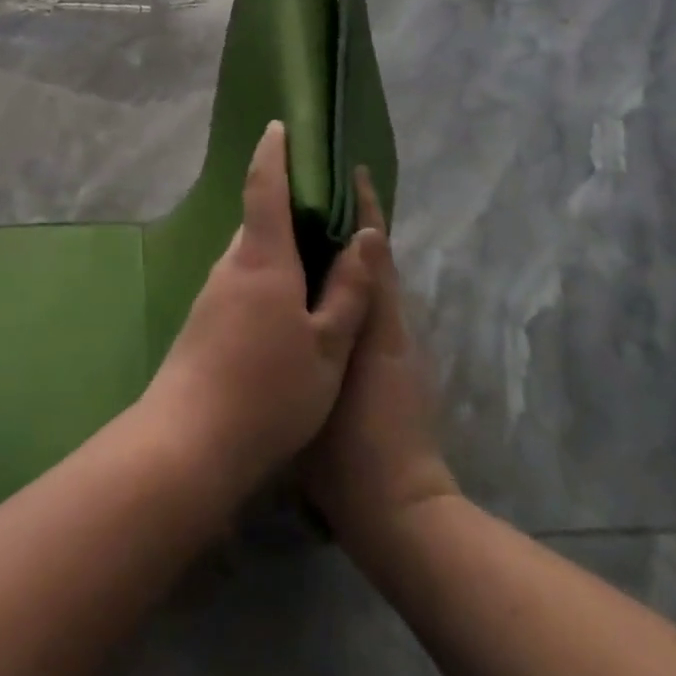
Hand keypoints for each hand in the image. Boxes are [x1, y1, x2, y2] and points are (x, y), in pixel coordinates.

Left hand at [140, 121, 376, 510]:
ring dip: (277, 244)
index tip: (280, 126)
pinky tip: (287, 304)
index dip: (273, 153)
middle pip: (258, 220)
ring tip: (314, 254)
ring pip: (250, 254)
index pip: (265, 187)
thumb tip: (364, 235)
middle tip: (323, 204)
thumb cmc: (268, 392)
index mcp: (262, 260)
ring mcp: (212, 294)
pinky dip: (266, 274)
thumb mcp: (328, 348)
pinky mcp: (203, 321)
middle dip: (286, 205)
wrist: (187, 444)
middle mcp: (231, 266)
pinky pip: (241, 280)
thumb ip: (348, 290)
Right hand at [306, 171, 458, 553]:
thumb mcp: (369, 355)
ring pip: (349, 289)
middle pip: (364, 262)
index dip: (366, 207)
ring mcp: (369, 351)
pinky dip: (324, 295)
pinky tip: (288, 293)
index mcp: (384, 314)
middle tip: (303, 194)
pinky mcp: (348, 374)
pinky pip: (339, 319)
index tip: (350, 170)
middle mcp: (383, 325)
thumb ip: (367, 296)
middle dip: (343, 225)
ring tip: (289, 233)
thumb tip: (364, 237)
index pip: (376, 246)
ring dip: (330, 258)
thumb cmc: (368, 429)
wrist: (386, 505)